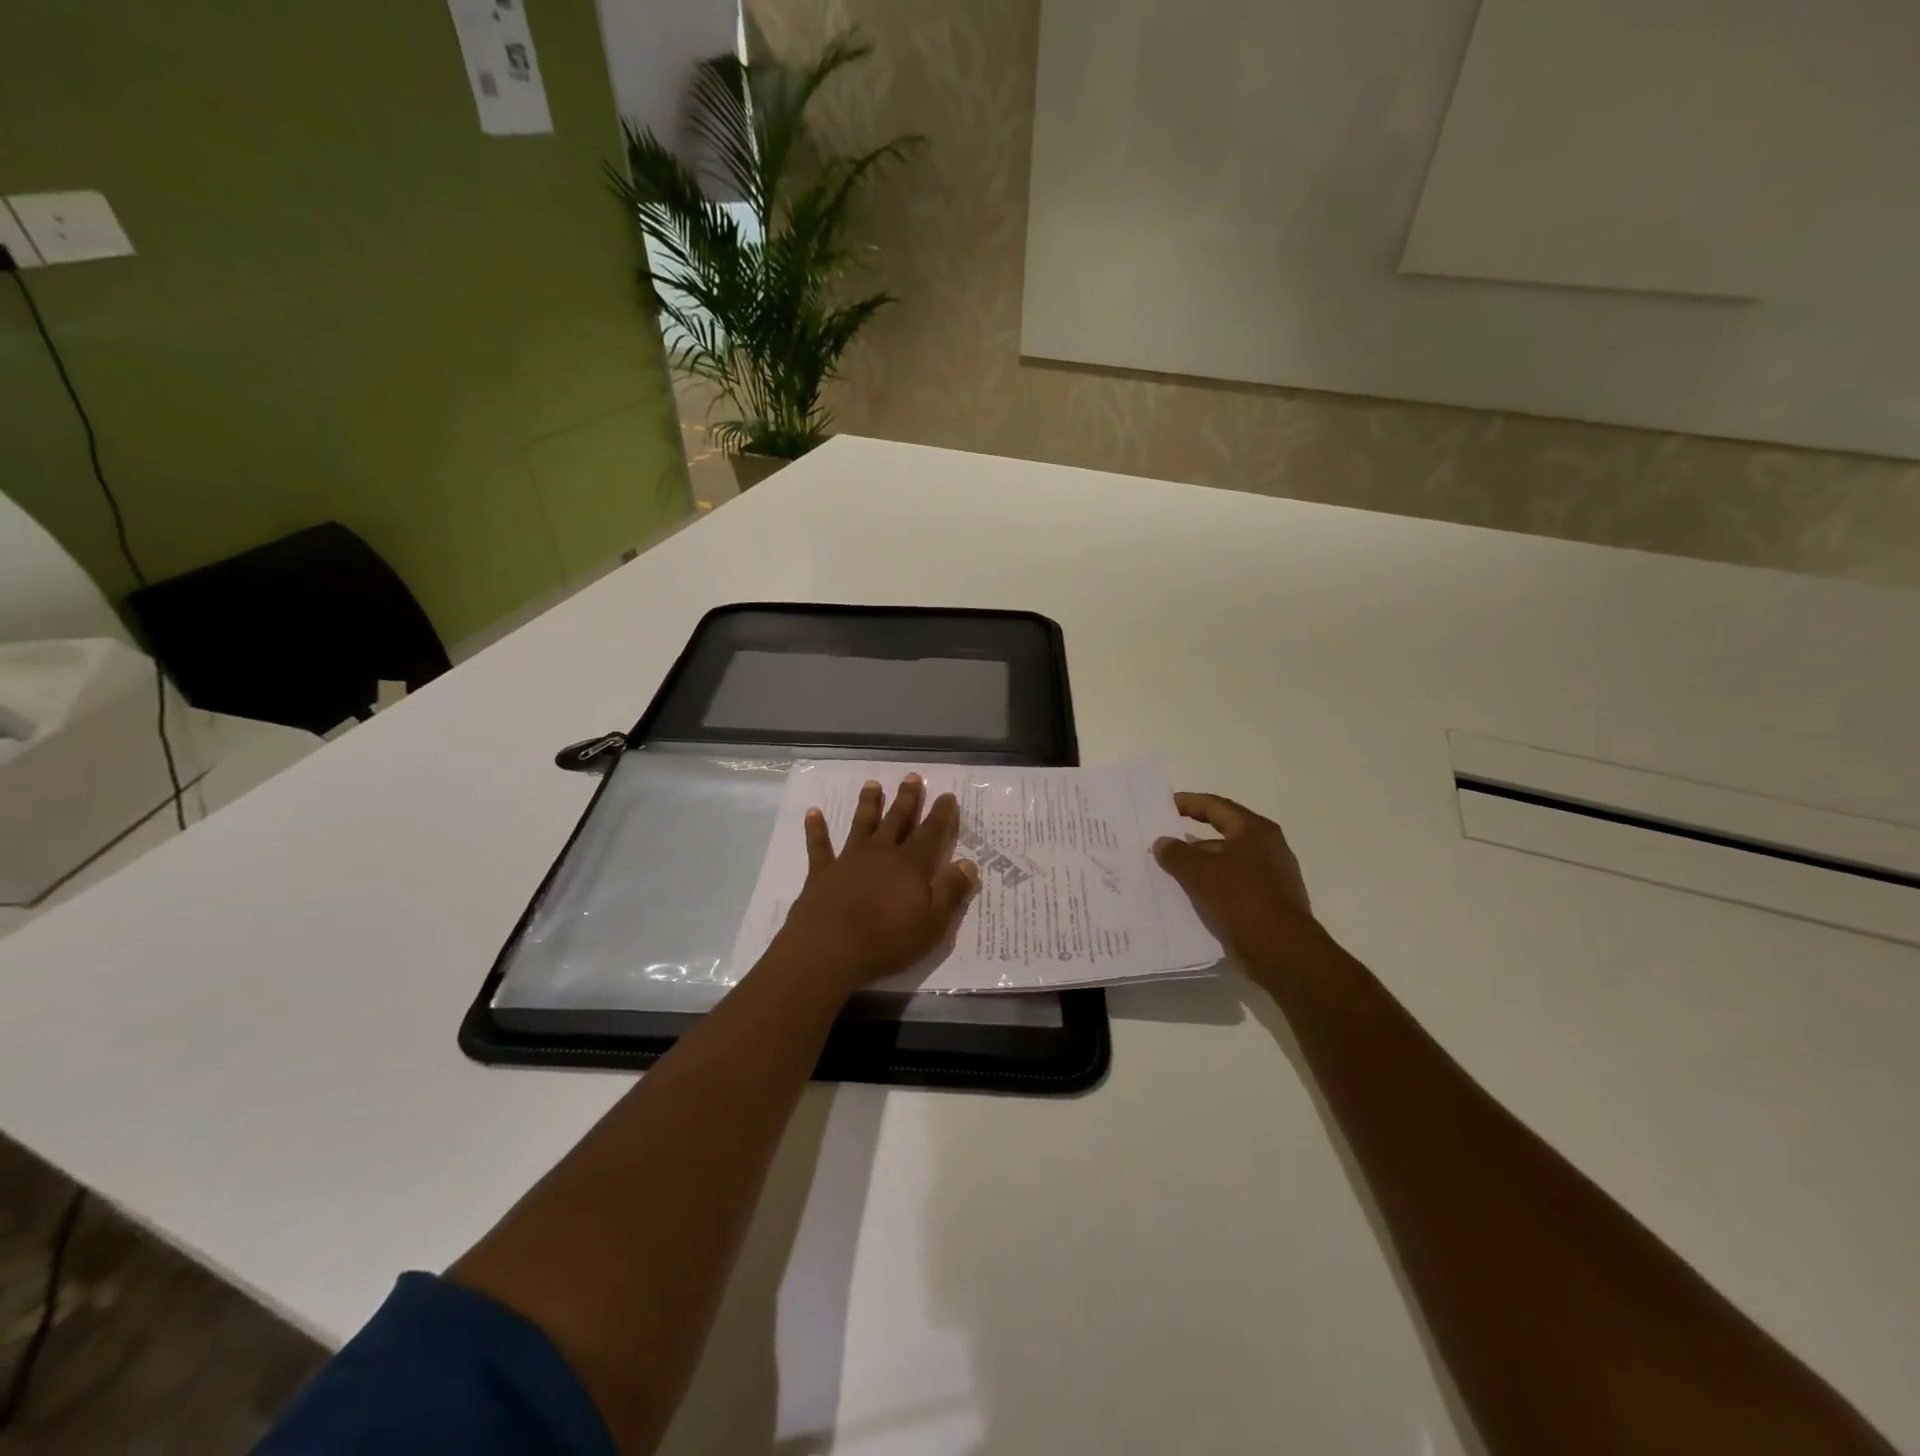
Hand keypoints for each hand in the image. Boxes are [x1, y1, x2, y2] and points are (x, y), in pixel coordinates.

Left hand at [771, 774, 978, 991]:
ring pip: (861, 824)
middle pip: (896, 820)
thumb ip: (950, 891)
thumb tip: (968, 863)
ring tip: (872, 784)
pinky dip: (816, 829)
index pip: (931, 833)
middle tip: (912, 777)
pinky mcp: (822, 873)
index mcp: (909, 865)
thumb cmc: (886, 941)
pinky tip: (813, 813)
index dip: (941, 814)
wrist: (828, 950)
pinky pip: (819, 846)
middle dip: (907, 799)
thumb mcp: (932, 923)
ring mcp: (849, 860)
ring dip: (868, 804)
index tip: (947, 795)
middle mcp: (880, 854)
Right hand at [1154, 793, 1323, 979]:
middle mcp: (1267, 848)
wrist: (1281, 951)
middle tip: (1162, 843)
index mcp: (1254, 831)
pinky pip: (1233, 886)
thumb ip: (1177, 853)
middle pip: (1222, 834)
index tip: (1163, 806)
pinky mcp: (1269, 902)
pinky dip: (1212, 887)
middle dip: (1191, 840)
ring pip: (1227, 863)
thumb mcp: (1200, 872)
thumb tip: (1163, 842)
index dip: (1188, 803)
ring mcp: (1271, 877)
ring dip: (1200, 866)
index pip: (1216, 807)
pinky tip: (1191, 898)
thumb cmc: (1240, 899)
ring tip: (1169, 874)